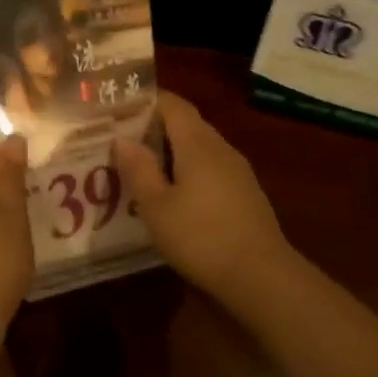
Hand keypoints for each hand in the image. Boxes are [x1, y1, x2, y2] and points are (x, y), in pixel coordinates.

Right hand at [115, 91, 290, 302]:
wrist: (259, 276)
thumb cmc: (200, 237)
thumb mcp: (156, 206)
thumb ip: (138, 169)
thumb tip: (122, 138)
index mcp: (198, 144)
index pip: (173, 105)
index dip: (147, 101)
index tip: (118, 108)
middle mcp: (221, 149)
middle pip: (187, 125)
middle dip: (154, 127)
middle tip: (121, 141)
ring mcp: (238, 172)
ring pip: (199, 148)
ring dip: (170, 152)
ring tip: (140, 168)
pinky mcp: (245, 194)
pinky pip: (210, 169)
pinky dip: (187, 171)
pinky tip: (172, 194)